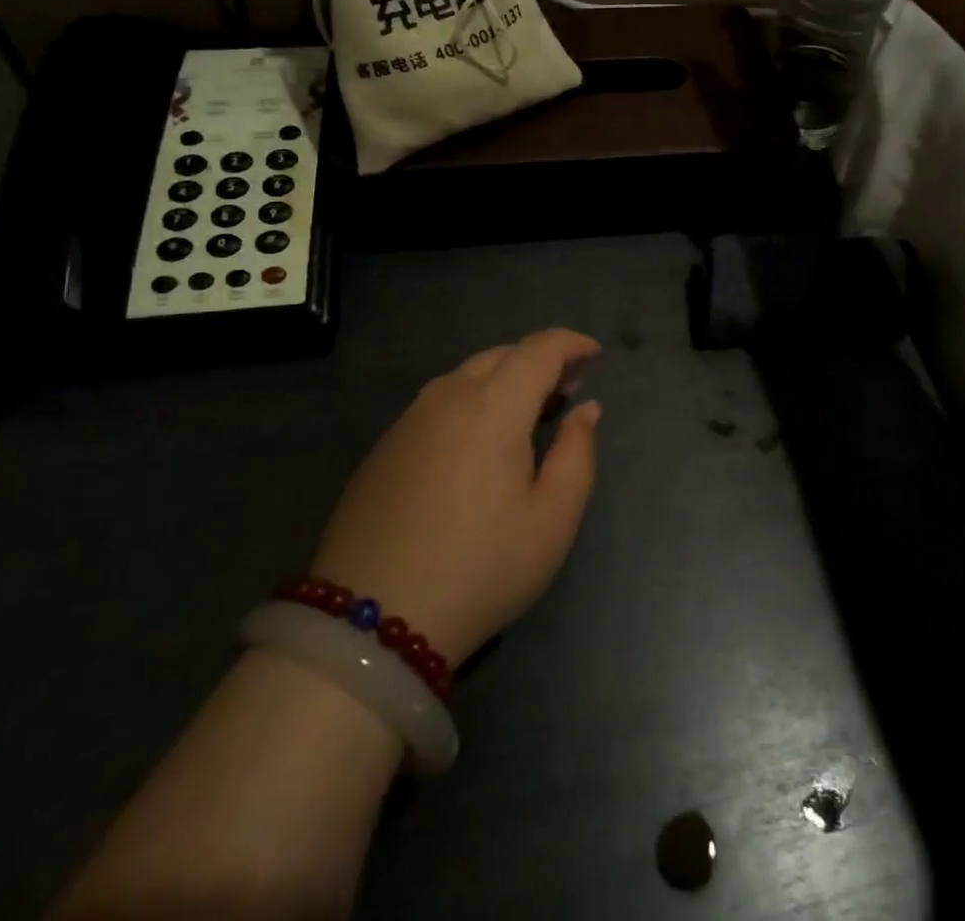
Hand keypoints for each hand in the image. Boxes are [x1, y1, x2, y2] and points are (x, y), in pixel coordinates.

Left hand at [309, 329, 602, 665]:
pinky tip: (478, 441)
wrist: (369, 621)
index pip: (539, 349)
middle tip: (567, 390)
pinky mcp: (385, 446)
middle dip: (540, 361)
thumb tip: (586, 409)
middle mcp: (448, 397)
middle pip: (501, 356)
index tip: (595, 354)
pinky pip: (439, 402)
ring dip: (504, 380)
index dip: (571, 343)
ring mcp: (409, 420)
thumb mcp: (552, 520)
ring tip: (527, 413)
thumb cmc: (480, 568)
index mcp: (493, 405)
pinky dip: (471, 401)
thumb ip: (578, 454)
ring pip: (466, 376)